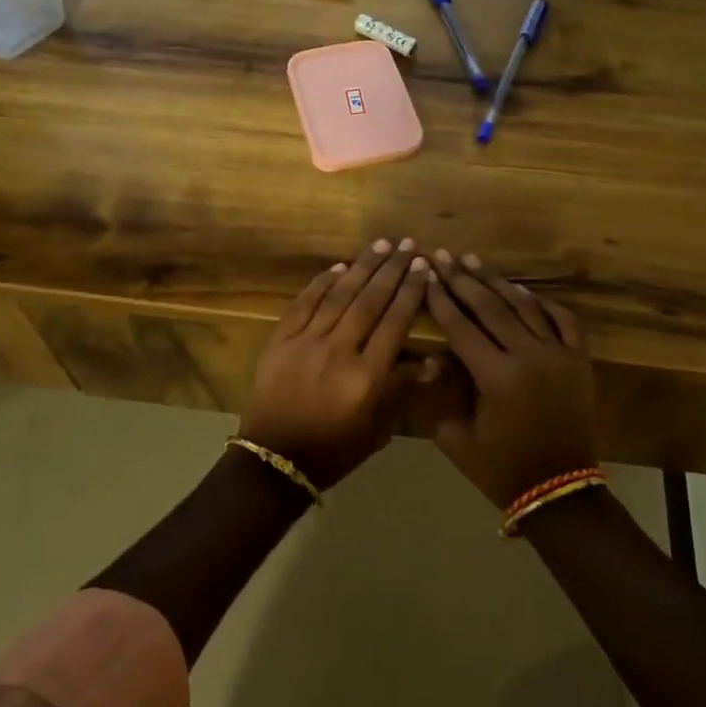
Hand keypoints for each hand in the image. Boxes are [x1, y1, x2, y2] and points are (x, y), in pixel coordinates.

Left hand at [240, 238, 432, 488]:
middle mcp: (338, 352)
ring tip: (380, 245)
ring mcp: (305, 342)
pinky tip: (338, 266)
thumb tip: (432, 362)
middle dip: (391, 270)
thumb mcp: (375, 431)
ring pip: (338, 296)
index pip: (394, 324)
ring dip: (361, 267)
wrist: (273, 462)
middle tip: (407, 244)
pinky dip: (321, 283)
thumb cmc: (333, 451)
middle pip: (369, 302)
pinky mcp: (280, 340)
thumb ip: (400, 392)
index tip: (423, 267)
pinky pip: (303, 304)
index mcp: (365, 377)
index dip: (410, 292)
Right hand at [422, 250, 597, 508]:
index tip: (426, 276)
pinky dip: (544, 303)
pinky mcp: (580, 361)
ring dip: (498, 283)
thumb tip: (439, 357)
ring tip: (476, 263)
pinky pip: (564, 321)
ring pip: (525, 307)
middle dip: (463, 280)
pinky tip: (524, 292)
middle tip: (445, 257)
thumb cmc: (501, 469)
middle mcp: (529, 356)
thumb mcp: (457, 438)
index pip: (462, 327)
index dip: (441, 300)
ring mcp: (559, 355)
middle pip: (491, 308)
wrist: (559, 490)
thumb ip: (445, 393)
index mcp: (496, 377)